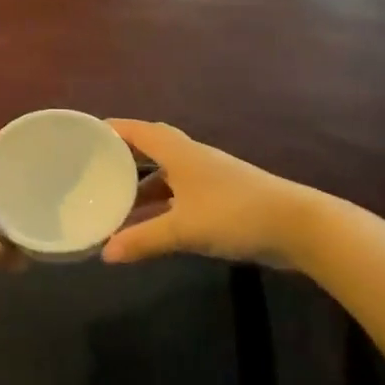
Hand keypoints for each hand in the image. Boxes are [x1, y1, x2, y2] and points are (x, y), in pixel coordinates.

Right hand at [102, 120, 321, 267]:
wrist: (300, 226)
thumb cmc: (235, 214)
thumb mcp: (183, 229)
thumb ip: (142, 240)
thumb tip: (105, 254)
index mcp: (180, 153)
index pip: (139, 131)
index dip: (112, 130)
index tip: (85, 134)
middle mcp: (193, 158)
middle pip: (152, 148)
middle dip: (124, 156)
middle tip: (96, 167)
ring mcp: (209, 178)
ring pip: (167, 174)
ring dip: (142, 185)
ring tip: (114, 201)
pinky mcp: (222, 198)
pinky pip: (180, 194)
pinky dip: (161, 204)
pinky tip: (150, 223)